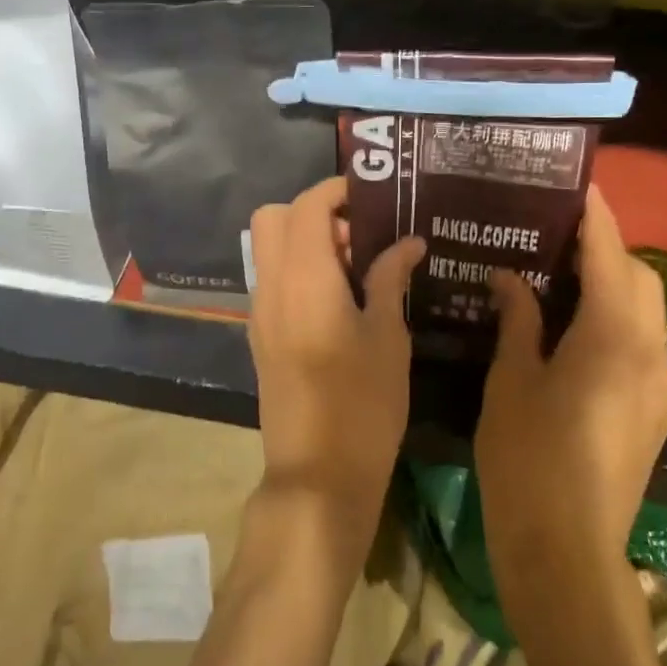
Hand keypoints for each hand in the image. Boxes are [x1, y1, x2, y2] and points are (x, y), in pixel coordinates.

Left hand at [246, 178, 426, 523]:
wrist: (316, 474)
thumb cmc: (363, 404)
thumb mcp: (388, 337)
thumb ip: (389, 279)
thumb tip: (406, 243)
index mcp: (305, 279)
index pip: (306, 206)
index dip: (336, 191)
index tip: (371, 197)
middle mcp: (272, 287)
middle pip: (273, 218)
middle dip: (313, 212)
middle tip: (359, 236)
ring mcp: (260, 313)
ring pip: (269, 250)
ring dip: (305, 242)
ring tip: (356, 269)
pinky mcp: (260, 337)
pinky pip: (272, 281)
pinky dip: (297, 271)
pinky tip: (338, 300)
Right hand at [476, 185, 666, 576]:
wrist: (565, 551)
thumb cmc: (527, 458)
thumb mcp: (511, 380)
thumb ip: (518, 319)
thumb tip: (511, 277)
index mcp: (611, 337)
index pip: (609, 254)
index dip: (595, 215)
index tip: (577, 185)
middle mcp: (649, 352)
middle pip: (637, 277)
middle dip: (605, 247)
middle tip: (552, 237)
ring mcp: (658, 386)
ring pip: (644, 311)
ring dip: (611, 285)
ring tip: (558, 277)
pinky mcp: (652, 412)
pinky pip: (639, 344)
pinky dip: (613, 321)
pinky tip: (571, 332)